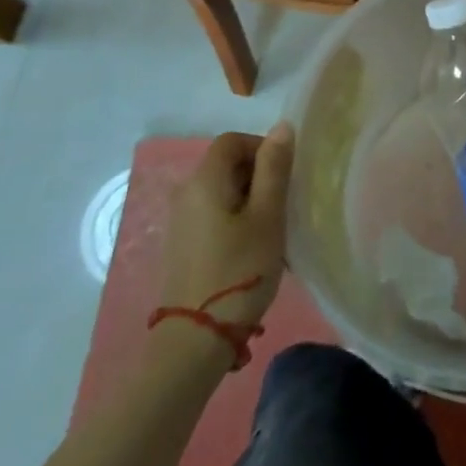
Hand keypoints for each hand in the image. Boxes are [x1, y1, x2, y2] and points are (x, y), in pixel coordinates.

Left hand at [159, 123, 294, 331]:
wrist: (196, 339)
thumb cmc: (239, 269)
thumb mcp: (268, 216)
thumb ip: (275, 168)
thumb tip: (283, 126)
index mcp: (204, 180)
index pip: (232, 140)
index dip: (262, 147)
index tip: (284, 175)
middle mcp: (185, 193)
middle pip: (226, 164)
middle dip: (259, 174)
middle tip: (283, 203)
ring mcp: (180, 221)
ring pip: (222, 191)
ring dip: (250, 199)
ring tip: (272, 228)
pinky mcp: (182, 244)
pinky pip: (213, 213)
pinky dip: (235, 218)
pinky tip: (252, 247)